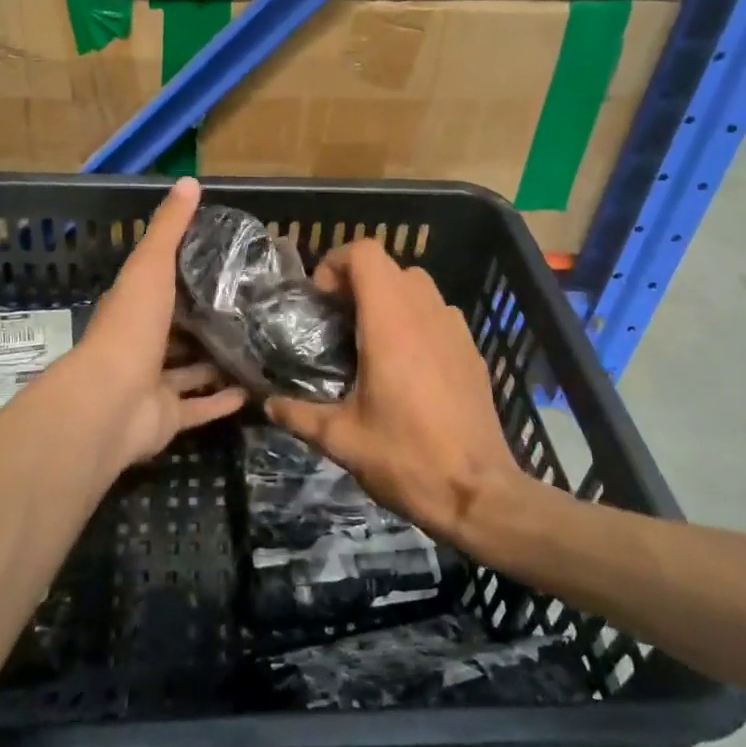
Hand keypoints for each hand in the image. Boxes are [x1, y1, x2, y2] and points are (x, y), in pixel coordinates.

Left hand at [69, 177, 247, 468]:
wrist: (111, 401)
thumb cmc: (131, 326)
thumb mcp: (151, 265)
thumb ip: (169, 228)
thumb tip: (189, 181)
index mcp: (135, 308)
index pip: (162, 286)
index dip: (187, 275)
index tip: (225, 264)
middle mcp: (142, 345)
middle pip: (178, 331)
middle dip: (205, 322)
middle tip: (250, 309)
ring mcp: (153, 385)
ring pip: (189, 372)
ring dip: (216, 363)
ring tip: (257, 348)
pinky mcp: (168, 418)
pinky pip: (199, 409)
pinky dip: (221, 402)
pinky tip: (251, 392)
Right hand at [266, 240, 526, 546]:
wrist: (478, 493)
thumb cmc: (405, 458)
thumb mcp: (341, 440)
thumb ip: (298, 415)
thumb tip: (267, 404)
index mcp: (390, 323)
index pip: (365, 253)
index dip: (336, 263)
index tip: (321, 300)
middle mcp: (425, 313)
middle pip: (390, 267)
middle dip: (358, 282)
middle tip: (337, 321)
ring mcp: (455, 329)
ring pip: (418, 287)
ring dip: (389, 298)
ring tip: (370, 340)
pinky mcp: (472, 350)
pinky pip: (438, 313)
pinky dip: (415, 319)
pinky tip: (406, 365)